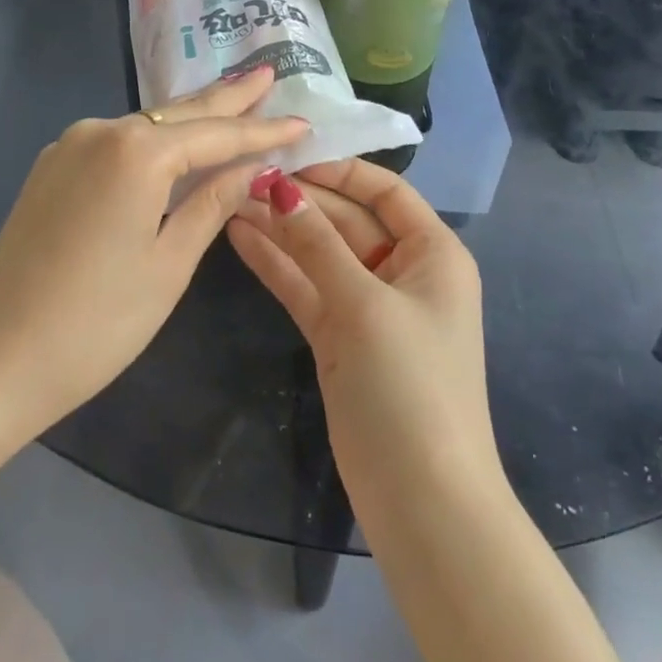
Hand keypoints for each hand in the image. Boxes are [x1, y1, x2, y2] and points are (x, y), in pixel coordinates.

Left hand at [0, 66, 307, 458]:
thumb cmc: (95, 323)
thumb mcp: (168, 264)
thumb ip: (211, 203)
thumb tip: (252, 167)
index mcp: (137, 151)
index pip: (217, 134)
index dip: (263, 130)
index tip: (304, 122)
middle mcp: (102, 131)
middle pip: (181, 112)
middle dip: (228, 97)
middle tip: (268, 73)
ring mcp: (71, 145)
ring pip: (148, 124)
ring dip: (192, 117)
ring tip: (234, 98)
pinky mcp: (53, 167)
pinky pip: (118, 142)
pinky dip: (156, 139)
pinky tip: (177, 139)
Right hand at [227, 160, 498, 521]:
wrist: (424, 504)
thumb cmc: (409, 387)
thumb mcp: (364, 305)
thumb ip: (318, 244)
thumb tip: (280, 187)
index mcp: (432, 252)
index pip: (385, 191)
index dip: (339, 171)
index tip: (288, 157)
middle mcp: (403, 270)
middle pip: (346, 220)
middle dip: (299, 200)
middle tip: (243, 174)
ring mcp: (368, 305)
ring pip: (320, 253)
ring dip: (280, 229)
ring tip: (229, 197)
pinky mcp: (340, 338)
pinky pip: (307, 288)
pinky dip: (277, 265)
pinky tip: (240, 237)